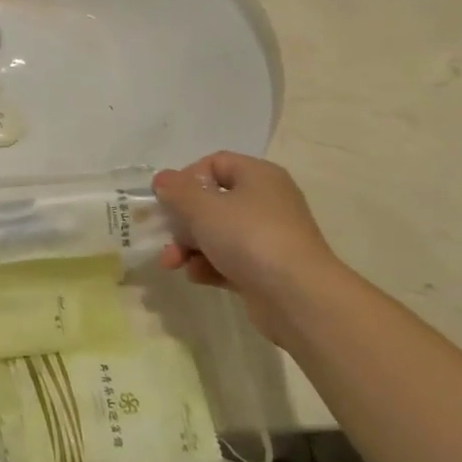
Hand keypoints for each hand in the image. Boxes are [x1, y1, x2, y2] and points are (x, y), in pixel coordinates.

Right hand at [152, 153, 341, 339]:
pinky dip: (209, 266)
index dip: (186, 178)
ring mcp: (268, 238)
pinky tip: (196, 276)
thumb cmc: (249, 237)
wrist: (298, 297)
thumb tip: (162, 179)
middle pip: (213, 201)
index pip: (215, 163)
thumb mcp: (203, 207)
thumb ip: (177, 191)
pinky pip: (229, 260)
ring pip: (218, 233)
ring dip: (190, 246)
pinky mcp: (266, 270)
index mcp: (258, 176)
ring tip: (172, 263)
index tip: (167, 199)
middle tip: (164, 235)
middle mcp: (266, 202)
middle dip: (182, 220)